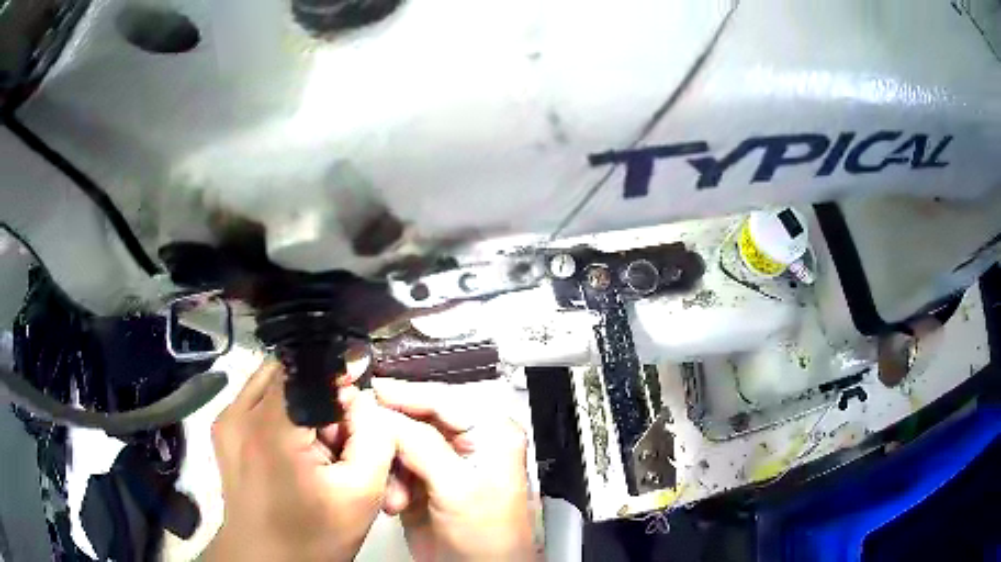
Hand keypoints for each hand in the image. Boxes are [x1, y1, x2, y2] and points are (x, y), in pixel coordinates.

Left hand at [204, 360, 395, 561]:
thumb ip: (374, 437)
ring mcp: (225, 420)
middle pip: (287, 371)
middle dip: (319, 390)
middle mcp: (238, 413)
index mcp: (270, 429)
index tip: (357, 401)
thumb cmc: (313, 535)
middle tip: (339, 432)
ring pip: (272, 382)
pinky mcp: (222, 430)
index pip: (306, 368)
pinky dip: (282, 412)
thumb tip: (363, 399)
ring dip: (300, 400)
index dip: (335, 376)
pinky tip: (295, 448)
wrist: (266, 560)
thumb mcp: (361, 493)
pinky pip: (258, 400)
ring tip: (316, 441)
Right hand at [374, 380, 535, 561]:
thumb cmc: (490, 538)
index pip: (443, 399)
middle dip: (390, 432)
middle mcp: (468, 443)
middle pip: (418, 418)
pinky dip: (387, 481)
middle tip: (363, 433)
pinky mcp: (424, 482)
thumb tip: (385, 414)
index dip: (406, 393)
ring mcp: (443, 464)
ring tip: (392, 490)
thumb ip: (421, 446)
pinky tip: (395, 502)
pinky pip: (395, 467)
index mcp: (490, 434)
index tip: (371, 391)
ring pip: (401, 443)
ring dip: (388, 463)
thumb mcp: (457, 487)